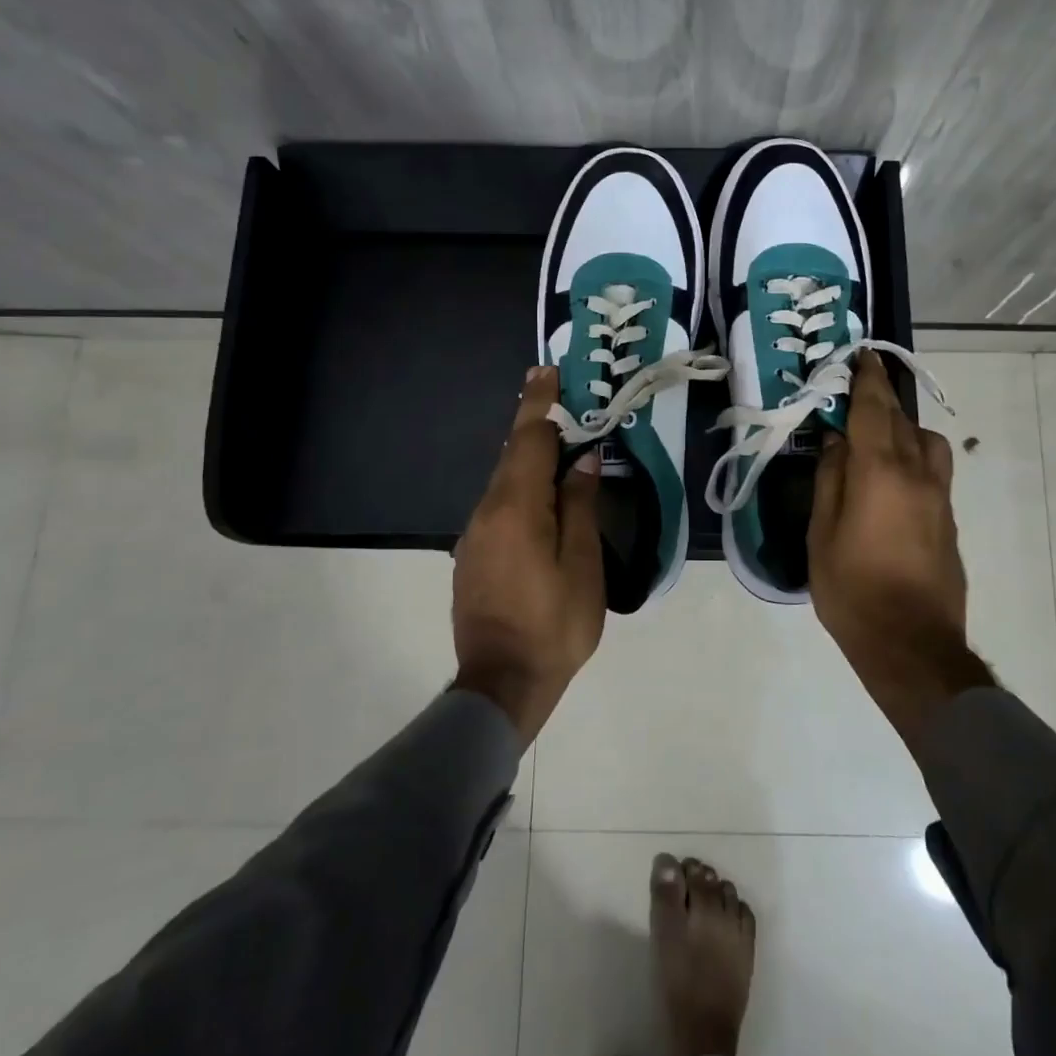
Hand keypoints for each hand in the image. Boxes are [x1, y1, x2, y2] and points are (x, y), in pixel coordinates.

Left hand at [452, 366, 606, 743]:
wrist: (501, 684)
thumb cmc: (555, 624)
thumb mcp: (582, 564)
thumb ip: (579, 506)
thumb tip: (582, 460)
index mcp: (516, 508)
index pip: (529, 440)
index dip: (540, 404)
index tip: (547, 372)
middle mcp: (487, 512)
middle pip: (512, 455)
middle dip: (534, 423)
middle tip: (555, 394)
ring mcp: (475, 535)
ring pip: (504, 481)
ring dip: (528, 458)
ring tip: (557, 444)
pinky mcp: (473, 555)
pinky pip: (499, 506)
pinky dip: (520, 488)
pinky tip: (540, 498)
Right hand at [808, 352, 991, 741]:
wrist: (912, 646)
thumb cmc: (853, 590)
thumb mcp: (822, 535)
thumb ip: (830, 481)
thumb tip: (837, 441)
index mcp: (881, 473)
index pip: (875, 410)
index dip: (867, 379)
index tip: (862, 356)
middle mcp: (917, 475)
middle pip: (902, 421)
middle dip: (883, 399)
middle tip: (859, 390)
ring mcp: (939, 498)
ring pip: (928, 443)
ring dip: (904, 429)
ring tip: (876, 441)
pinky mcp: (948, 521)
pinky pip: (933, 470)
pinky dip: (913, 457)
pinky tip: (890, 480)